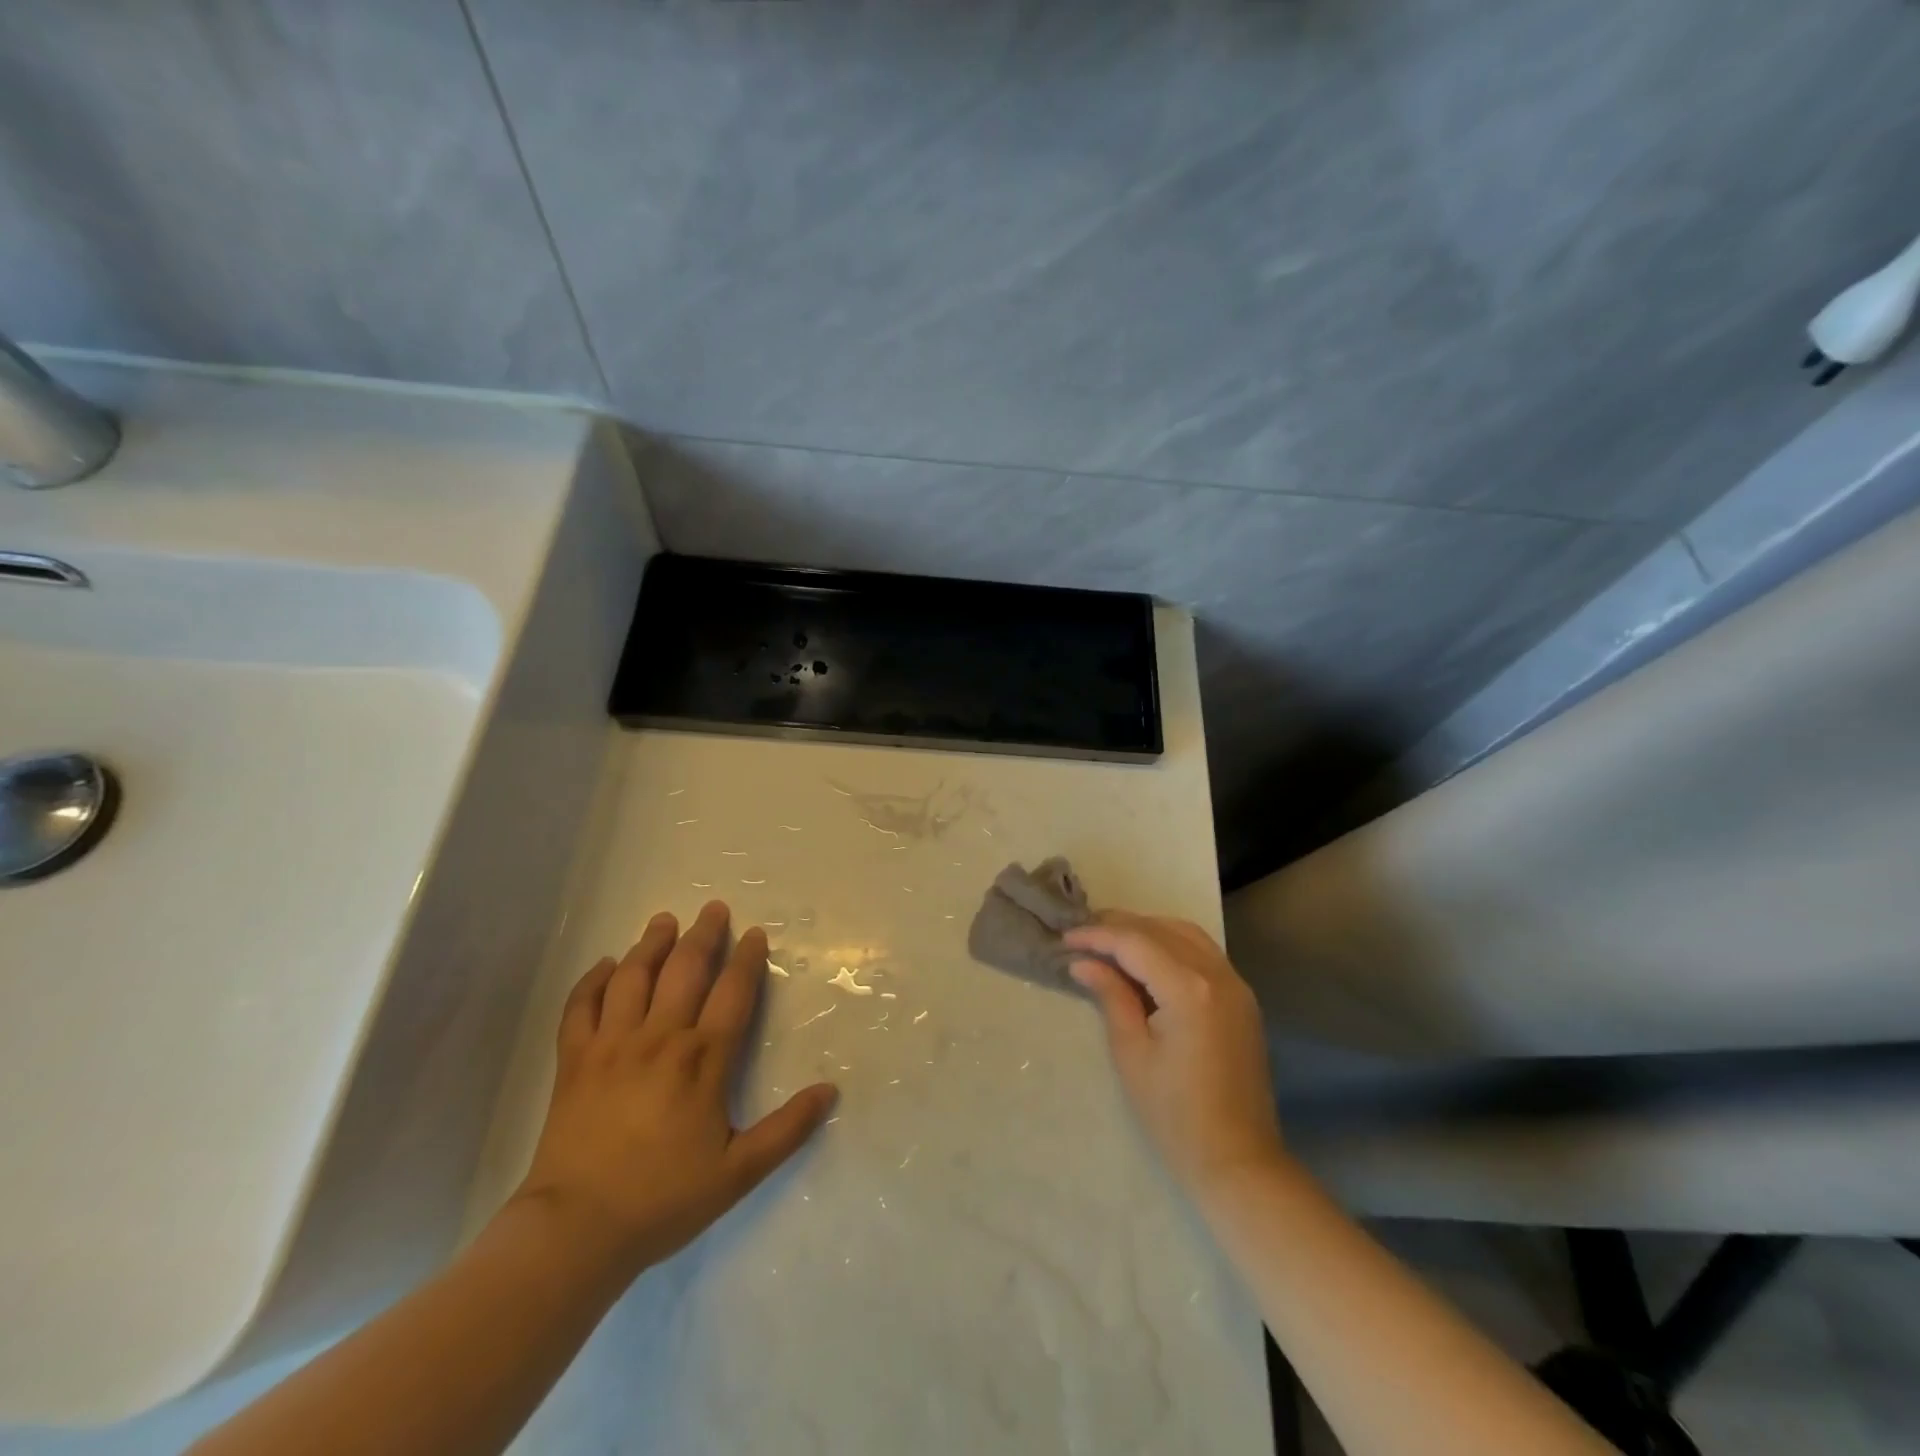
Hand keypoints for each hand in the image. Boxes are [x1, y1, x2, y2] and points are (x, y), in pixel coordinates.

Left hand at [511, 901, 836, 1280]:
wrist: (575, 1230)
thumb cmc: (663, 1200)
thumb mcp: (738, 1173)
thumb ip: (787, 1129)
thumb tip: (831, 1091)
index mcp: (703, 1060)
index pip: (733, 993)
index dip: (747, 959)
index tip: (755, 934)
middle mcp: (660, 1038)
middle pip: (685, 970)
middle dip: (703, 935)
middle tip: (713, 908)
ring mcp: (612, 1045)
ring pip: (634, 977)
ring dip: (652, 944)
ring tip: (664, 921)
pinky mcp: (573, 1061)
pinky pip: (580, 1007)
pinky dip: (593, 981)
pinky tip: (606, 965)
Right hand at [1065, 912, 1286, 1200]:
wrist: (1239, 1162)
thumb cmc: (1175, 1115)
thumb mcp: (1132, 1053)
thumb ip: (1110, 997)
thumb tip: (1083, 963)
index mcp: (1189, 989)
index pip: (1135, 942)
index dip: (1097, 936)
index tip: (1065, 939)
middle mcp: (1217, 975)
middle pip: (1161, 929)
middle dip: (1119, 926)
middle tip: (1082, 934)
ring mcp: (1236, 985)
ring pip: (1186, 933)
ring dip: (1148, 929)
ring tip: (1111, 939)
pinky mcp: (1242, 1000)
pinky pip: (1204, 952)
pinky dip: (1172, 943)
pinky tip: (1148, 957)